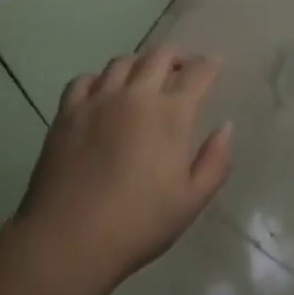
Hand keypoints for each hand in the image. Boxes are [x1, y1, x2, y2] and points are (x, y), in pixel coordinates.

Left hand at [11, 45, 232, 294]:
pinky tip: (102, 93)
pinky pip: (85, 79)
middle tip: (182, 67)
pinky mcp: (68, 111)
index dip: (209, 64)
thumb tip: (225, 127)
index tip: (214, 63)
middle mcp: (136, 95)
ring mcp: (98, 99)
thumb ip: (214, 161)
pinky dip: (99, 79)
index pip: (197, 73)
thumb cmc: (138, 224)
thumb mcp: (191, 201)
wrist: (69, 239)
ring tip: (143, 77)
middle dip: (176, 55)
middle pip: (159, 55)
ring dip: (139, 64)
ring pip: (122, 61)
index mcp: (170, 114)